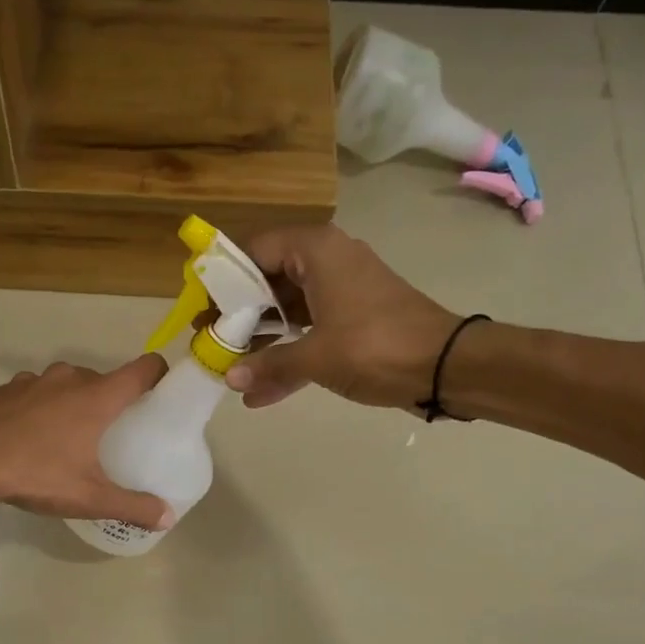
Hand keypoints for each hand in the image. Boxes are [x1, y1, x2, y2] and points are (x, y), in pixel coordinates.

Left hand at [0, 356, 175, 528]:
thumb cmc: (35, 473)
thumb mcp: (88, 497)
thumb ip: (132, 506)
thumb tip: (167, 518)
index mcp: (97, 397)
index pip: (143, 369)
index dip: (159, 377)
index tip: (162, 396)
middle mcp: (68, 379)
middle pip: (103, 379)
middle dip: (111, 401)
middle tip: (113, 434)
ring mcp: (31, 381)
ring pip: (64, 385)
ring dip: (72, 404)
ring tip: (68, 439)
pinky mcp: (2, 390)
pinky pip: (33, 394)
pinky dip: (39, 409)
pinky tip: (28, 440)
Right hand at [224, 225, 462, 412]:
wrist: (445, 366)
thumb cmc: (376, 346)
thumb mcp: (315, 356)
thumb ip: (269, 365)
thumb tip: (229, 378)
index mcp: (315, 251)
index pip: (253, 249)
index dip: (222, 277)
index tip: (199, 306)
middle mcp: (325, 262)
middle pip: (267, 280)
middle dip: (237, 315)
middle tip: (208, 340)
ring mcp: (339, 293)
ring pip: (286, 310)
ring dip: (259, 341)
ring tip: (226, 368)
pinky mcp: (351, 321)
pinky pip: (307, 333)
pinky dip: (286, 357)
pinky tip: (258, 394)